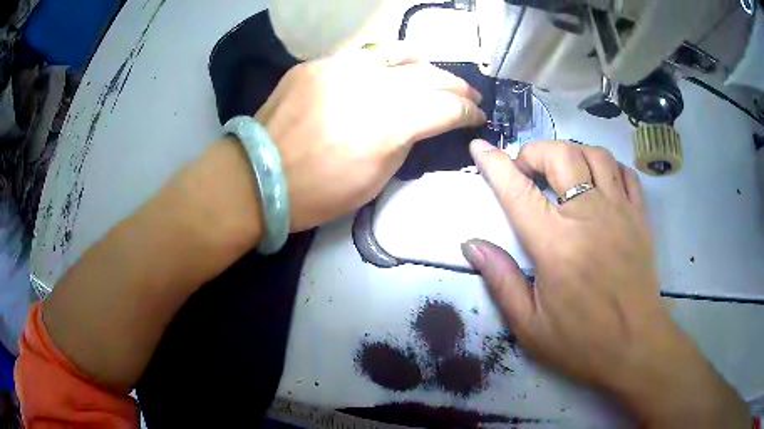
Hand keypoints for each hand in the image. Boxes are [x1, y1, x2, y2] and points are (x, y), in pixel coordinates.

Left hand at [256, 46, 485, 230]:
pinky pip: (361, 57)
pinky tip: (390, 70)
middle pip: (429, 76)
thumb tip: (420, 123)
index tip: (478, 117)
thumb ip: (405, 144)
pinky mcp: (317, 64)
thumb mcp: (375, 181)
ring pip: (397, 54)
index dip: (468, 113)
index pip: (445, 108)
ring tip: (435, 73)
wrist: (256, 177)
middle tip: (469, 95)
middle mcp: (369, 86)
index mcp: (387, 125)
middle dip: (456, 87)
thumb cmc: (316, 193)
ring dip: (425, 64)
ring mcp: (340, 68)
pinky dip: (384, 63)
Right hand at [462, 140, 748, 426]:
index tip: (480, 147)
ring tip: (563, 173)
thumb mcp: (530, 325)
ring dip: (572, 153)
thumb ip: (500, 280)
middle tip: (527, 172)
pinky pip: (625, 173)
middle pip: (561, 155)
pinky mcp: (640, 217)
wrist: (635, 347)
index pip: (519, 191)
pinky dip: (607, 167)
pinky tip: (599, 182)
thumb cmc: (581, 342)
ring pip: (595, 155)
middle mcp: (589, 216)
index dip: (495, 164)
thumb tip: (472, 245)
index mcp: (556, 245)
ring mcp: (620, 212)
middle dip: (535, 153)